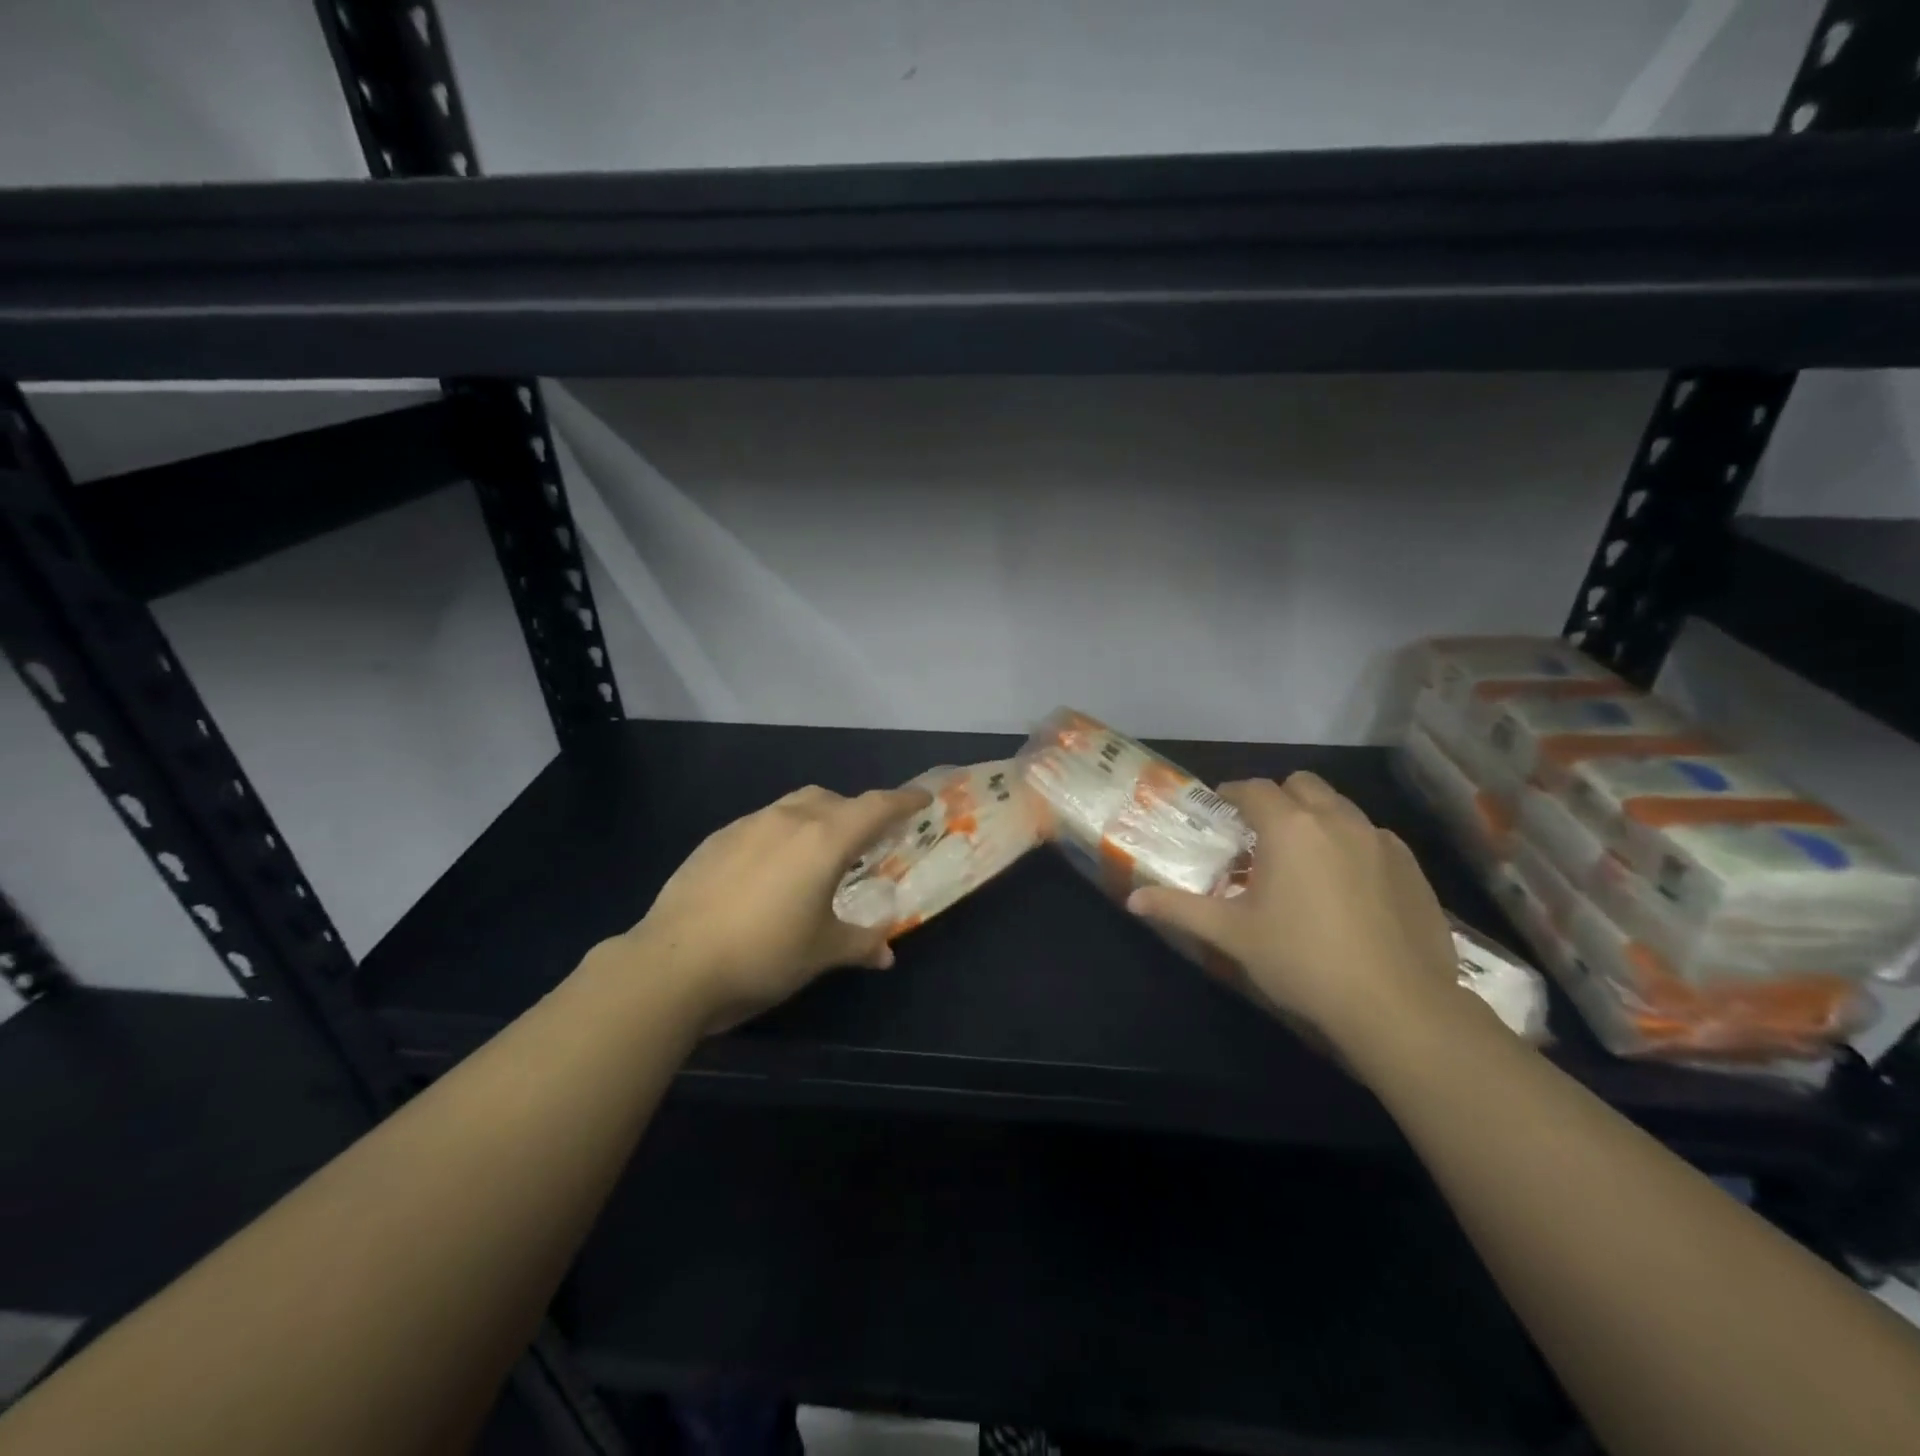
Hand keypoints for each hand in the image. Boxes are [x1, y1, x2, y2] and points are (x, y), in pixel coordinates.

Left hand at [618, 784, 931, 1032]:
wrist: (673, 964)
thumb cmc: (763, 955)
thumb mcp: (821, 953)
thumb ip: (860, 944)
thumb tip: (886, 953)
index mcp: (824, 840)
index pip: (875, 807)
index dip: (903, 801)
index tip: (921, 799)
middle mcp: (788, 820)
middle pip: (834, 801)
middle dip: (857, 813)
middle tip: (866, 842)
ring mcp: (747, 825)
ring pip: (795, 806)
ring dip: (816, 820)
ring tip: (817, 855)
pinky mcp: (716, 839)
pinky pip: (761, 824)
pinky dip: (780, 835)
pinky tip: (769, 872)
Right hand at [1127, 772, 1465, 1054]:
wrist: (1396, 1005)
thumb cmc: (1302, 960)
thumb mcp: (1232, 934)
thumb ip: (1180, 908)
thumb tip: (1133, 900)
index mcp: (1289, 827)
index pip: (1254, 789)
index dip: (1233, 794)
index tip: (1222, 810)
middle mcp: (1336, 820)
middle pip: (1302, 785)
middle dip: (1278, 798)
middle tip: (1261, 834)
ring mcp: (1381, 841)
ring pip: (1340, 807)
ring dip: (1316, 818)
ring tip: (1303, 860)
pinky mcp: (1412, 867)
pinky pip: (1372, 837)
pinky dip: (1351, 845)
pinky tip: (1347, 887)